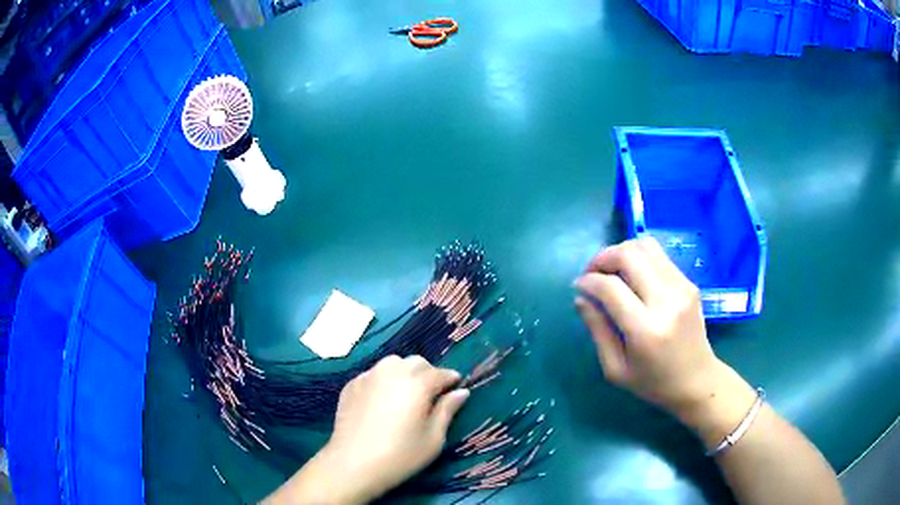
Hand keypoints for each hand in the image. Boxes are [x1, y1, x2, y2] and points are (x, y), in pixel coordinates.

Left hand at [266, 355, 469, 504]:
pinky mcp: (351, 385)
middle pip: (417, 362)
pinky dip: (383, 380)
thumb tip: (461, 392)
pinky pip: (374, 374)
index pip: (441, 373)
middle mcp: (392, 371)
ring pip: (393, 363)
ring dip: (404, 372)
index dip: (451, 380)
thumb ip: (447, 411)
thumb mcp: (433, 438)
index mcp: (417, 383)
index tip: (456, 388)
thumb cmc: (400, 455)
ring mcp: (369, 376)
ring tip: (406, 394)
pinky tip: (382, 400)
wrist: (353, 464)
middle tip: (431, 395)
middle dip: (428, 373)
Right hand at [574, 238, 755, 438]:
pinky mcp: (689, 282)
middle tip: (592, 273)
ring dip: (621, 252)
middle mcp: (667, 301)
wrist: (697, 380)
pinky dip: (639, 258)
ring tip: (611, 271)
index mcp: (646, 330)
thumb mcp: (615, 368)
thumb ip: (597, 330)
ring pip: (645, 246)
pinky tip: (632, 276)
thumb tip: (581, 297)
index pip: (611, 287)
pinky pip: (659, 255)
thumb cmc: (653, 383)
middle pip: (629, 255)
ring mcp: (682, 287)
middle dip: (603, 258)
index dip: (588, 281)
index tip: (578, 286)